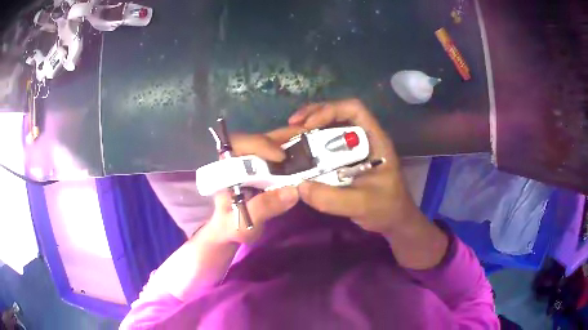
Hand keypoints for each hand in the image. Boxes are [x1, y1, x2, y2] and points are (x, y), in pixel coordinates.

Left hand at [205, 127, 304, 243]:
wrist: (229, 232)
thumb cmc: (230, 226)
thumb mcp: (243, 221)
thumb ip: (263, 207)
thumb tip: (293, 191)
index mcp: (226, 169)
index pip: (238, 144)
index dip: (259, 145)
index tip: (281, 158)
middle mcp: (237, 159)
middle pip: (258, 139)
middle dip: (281, 137)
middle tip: (306, 138)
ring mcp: (250, 161)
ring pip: (267, 143)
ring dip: (289, 140)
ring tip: (311, 140)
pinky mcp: (261, 167)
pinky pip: (276, 153)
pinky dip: (291, 149)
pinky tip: (307, 151)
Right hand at [289, 99, 420, 235]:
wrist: (393, 220)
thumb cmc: (385, 208)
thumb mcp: (361, 205)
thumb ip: (332, 199)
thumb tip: (299, 186)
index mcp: (375, 140)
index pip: (355, 110)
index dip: (330, 111)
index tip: (308, 125)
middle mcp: (364, 138)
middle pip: (339, 112)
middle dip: (314, 113)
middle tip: (293, 123)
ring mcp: (355, 148)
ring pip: (332, 126)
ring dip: (311, 125)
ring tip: (291, 131)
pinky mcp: (347, 159)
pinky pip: (327, 143)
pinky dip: (312, 142)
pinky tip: (299, 149)